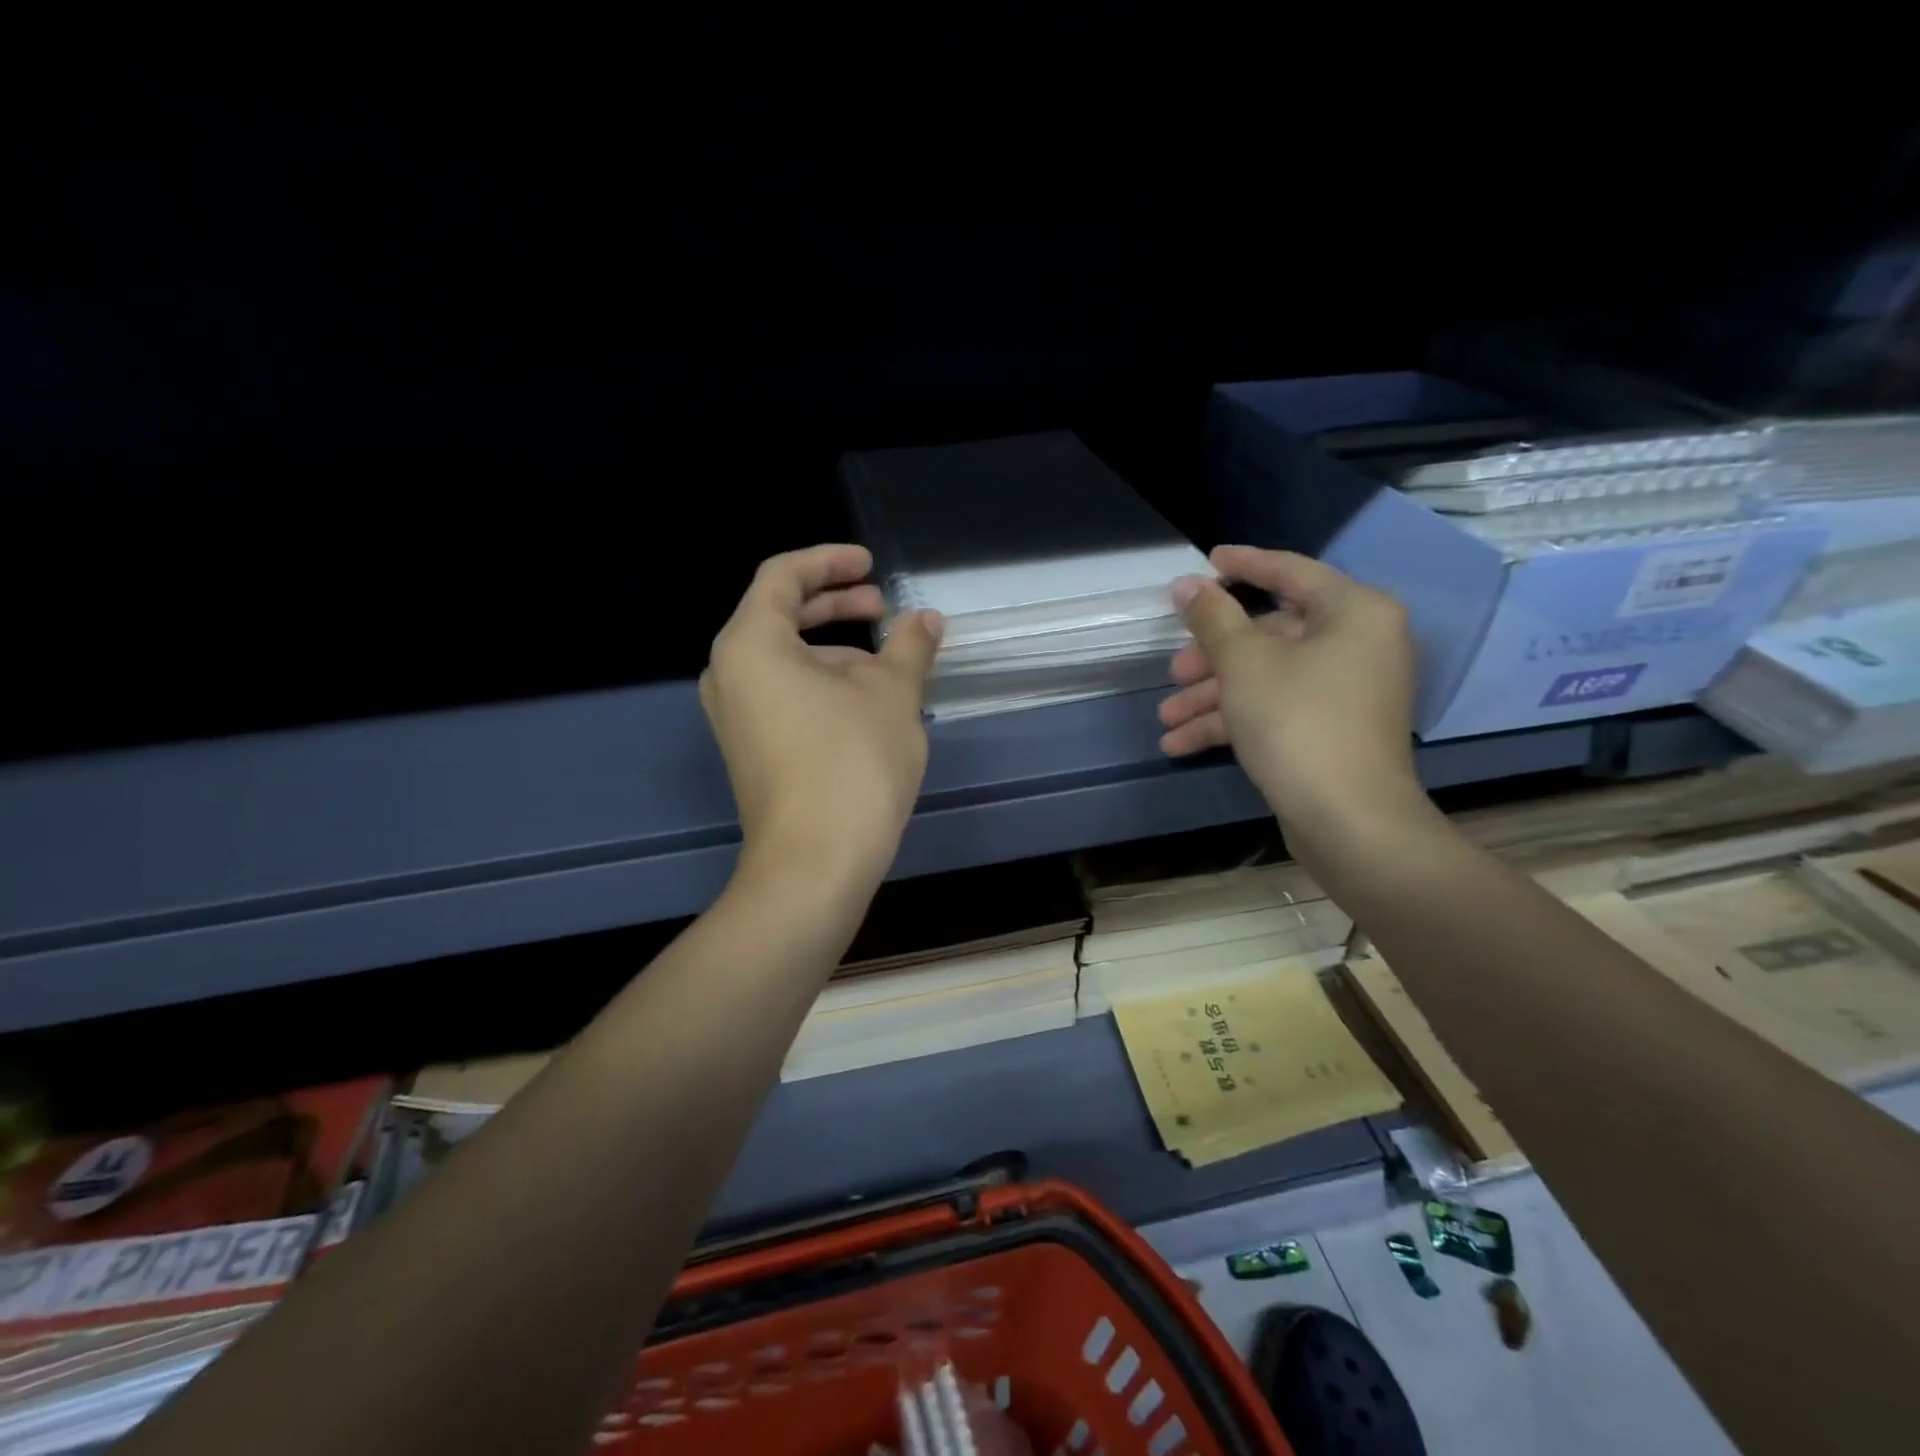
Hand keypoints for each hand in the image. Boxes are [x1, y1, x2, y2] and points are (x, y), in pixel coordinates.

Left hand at [701, 543, 943, 886]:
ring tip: (887, 666)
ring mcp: (735, 717)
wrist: (816, 863)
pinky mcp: (750, 750)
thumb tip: (926, 619)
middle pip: (780, 616)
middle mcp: (730, 674)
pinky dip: (822, 685)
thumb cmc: (852, 762)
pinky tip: (866, 705)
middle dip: (835, 606)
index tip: (871, 565)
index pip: (783, 577)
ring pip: (785, 661)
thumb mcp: (892, 694)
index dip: (830, 561)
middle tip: (882, 608)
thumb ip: (909, 646)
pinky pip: (783, 695)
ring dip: (835, 651)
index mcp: (751, 644)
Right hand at [1157, 546, 1423, 834]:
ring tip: (1166, 719)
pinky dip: (1233, 722)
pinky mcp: (1333, 730)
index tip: (1205, 560)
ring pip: (1267, 677)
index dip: (1243, 565)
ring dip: (1212, 697)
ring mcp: (1347, 690)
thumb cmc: (1298, 722)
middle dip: (1213, 656)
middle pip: (1271, 634)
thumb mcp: (1244, 663)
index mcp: (1353, 611)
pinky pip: (1277, 708)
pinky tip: (1181, 743)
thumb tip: (1187, 584)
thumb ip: (1213, 617)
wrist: (1348, 820)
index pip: (1290, 572)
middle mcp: (1359, 643)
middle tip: (1173, 670)